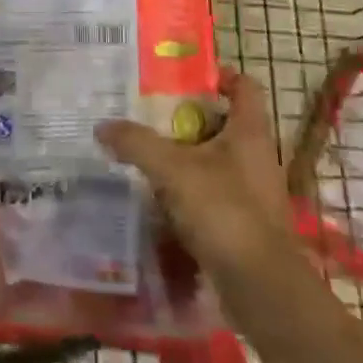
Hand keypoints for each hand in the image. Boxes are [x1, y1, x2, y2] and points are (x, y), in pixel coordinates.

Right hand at [96, 69, 298, 301]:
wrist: (260, 287)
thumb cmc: (224, 211)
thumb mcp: (172, 170)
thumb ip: (136, 143)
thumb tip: (102, 126)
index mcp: (250, 131)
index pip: (244, 86)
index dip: (220, 76)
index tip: (185, 76)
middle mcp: (257, 156)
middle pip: (225, 123)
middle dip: (190, 118)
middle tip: (151, 113)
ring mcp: (254, 192)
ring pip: (217, 160)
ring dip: (188, 155)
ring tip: (149, 152)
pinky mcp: (246, 223)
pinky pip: (214, 193)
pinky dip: (191, 190)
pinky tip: (161, 197)